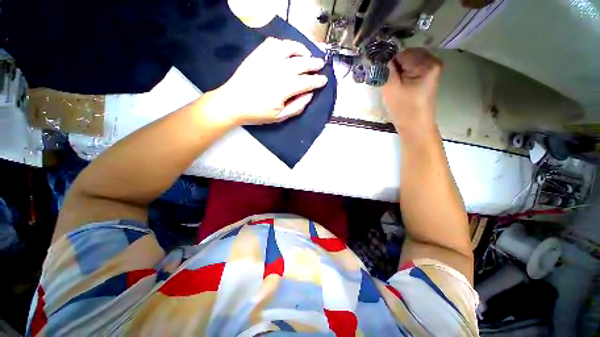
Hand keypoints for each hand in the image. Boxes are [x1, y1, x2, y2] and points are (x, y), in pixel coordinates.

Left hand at [209, 38, 327, 125]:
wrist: (233, 102)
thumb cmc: (257, 113)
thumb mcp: (280, 117)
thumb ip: (297, 106)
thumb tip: (310, 95)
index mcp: (285, 87)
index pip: (307, 82)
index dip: (317, 81)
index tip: (324, 80)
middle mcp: (279, 69)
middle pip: (302, 63)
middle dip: (314, 64)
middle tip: (320, 64)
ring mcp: (268, 59)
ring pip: (290, 48)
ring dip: (302, 50)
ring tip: (307, 54)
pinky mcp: (258, 54)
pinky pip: (274, 43)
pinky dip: (284, 44)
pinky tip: (287, 50)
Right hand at [382, 49, 442, 135]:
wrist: (415, 126)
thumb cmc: (403, 109)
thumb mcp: (391, 88)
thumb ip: (385, 69)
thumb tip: (379, 55)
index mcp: (427, 63)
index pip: (401, 53)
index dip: (389, 63)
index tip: (383, 75)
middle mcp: (433, 61)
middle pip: (406, 55)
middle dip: (395, 66)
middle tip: (389, 82)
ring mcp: (433, 67)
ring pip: (408, 61)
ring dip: (398, 70)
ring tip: (395, 85)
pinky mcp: (429, 74)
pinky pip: (412, 67)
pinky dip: (403, 73)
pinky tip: (401, 85)